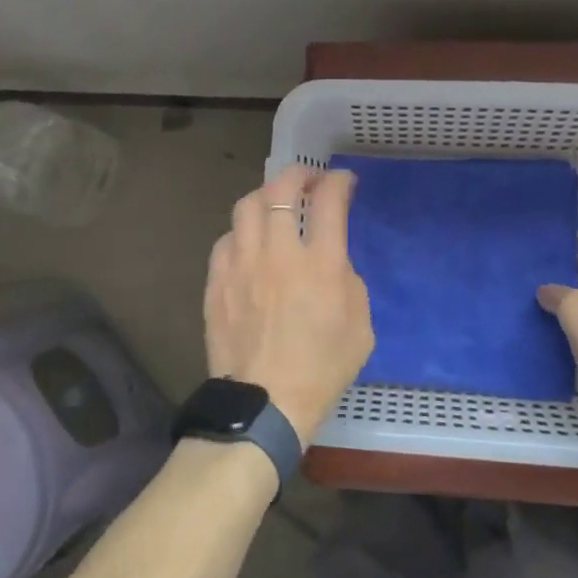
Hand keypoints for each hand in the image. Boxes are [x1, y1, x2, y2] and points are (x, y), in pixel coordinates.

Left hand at [205, 165, 373, 442]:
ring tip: (275, 204)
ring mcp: (241, 265)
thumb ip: (347, 280)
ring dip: (266, 197)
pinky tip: (249, 243)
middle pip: (280, 191)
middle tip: (308, 178)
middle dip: (298, 174)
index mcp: (319, 264)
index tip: (342, 181)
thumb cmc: (321, 369)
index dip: (338, 182)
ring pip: (246, 207)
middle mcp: (278, 254)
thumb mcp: (360, 326)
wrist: (265, 404)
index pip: (329, 201)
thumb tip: (331, 260)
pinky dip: (242, 232)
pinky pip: (226, 240)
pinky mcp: (217, 282)